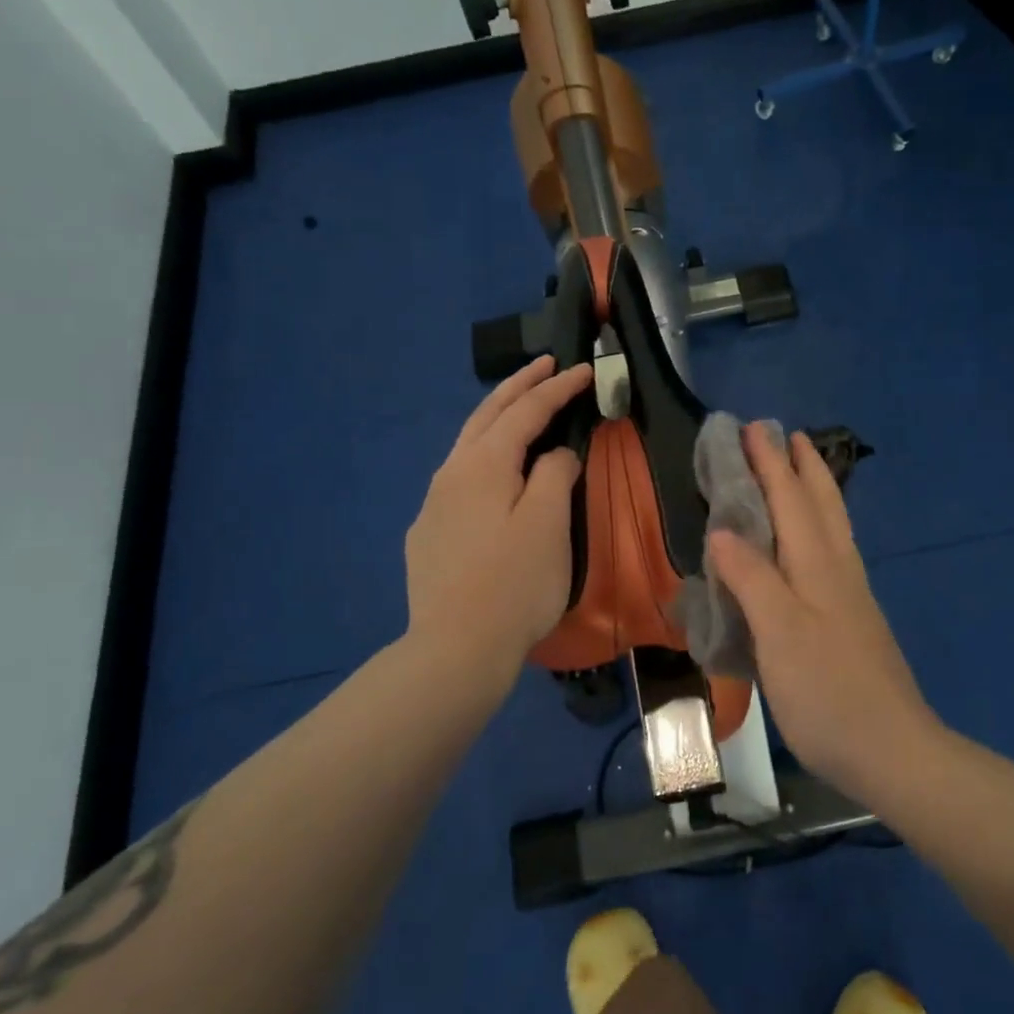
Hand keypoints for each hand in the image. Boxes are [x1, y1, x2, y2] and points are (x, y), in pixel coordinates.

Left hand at [404, 356, 593, 693]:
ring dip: (497, 419)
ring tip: (520, 410)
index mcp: (484, 464)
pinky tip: (493, 477)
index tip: (584, 370)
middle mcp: (451, 473)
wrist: (455, 649)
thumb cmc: (515, 583)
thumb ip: (554, 473)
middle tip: (546, 364)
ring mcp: (433, 504)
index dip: (557, 388)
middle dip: (519, 386)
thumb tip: (553, 455)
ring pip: (468, 446)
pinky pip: (460, 479)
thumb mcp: (549, 523)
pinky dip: (484, 458)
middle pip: (487, 416)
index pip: (526, 411)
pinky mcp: (428, 534)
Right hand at [709, 426, 938, 796]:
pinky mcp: (852, 621)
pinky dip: (818, 527)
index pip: (790, 500)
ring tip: (801, 471)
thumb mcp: (779, 633)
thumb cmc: (828, 691)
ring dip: (815, 491)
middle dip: (802, 467)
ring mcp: (850, 596)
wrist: (892, 752)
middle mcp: (838, 570)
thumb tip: (723, 530)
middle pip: (821, 504)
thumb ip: (751, 578)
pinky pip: (831, 553)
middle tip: (787, 435)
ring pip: (832, 527)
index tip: (753, 428)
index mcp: (818, 565)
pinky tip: (811, 544)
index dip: (770, 464)